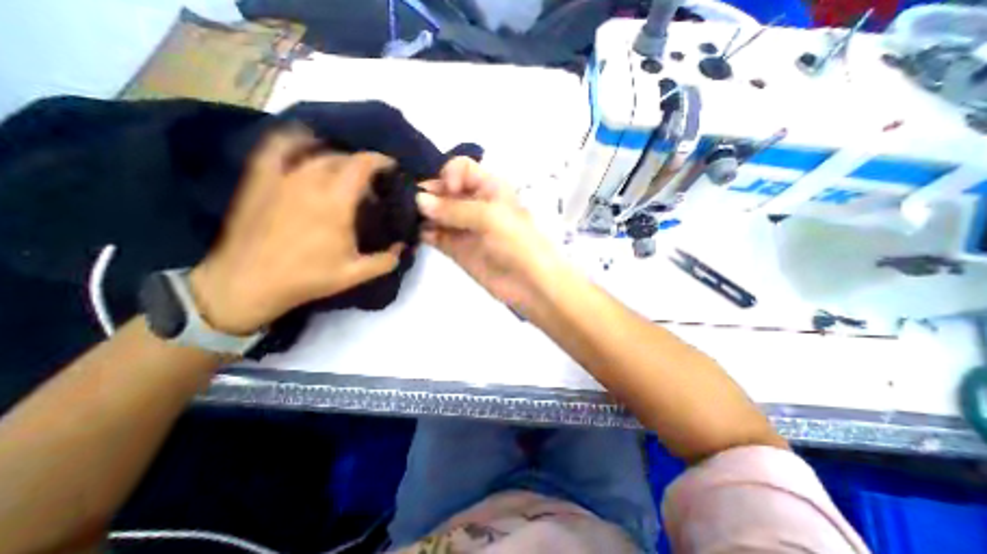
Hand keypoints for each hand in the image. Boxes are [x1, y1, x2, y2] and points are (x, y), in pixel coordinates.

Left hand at [191, 131, 402, 335]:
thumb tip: (403, 247)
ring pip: (315, 153)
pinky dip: (293, 140)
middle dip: (362, 163)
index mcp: (336, 202)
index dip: (380, 161)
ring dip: (336, 156)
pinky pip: (276, 148)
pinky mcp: (260, 180)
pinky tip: (304, 143)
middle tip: (372, 179)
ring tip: (345, 167)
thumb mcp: (355, 275)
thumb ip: (386, 261)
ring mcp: (281, 178)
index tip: (391, 167)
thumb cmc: (307, 278)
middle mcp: (310, 182)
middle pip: (341, 158)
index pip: (362, 166)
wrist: (248, 283)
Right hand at [417, 155, 562, 311]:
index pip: (461, 168)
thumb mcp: (490, 217)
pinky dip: (424, 232)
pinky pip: (436, 235)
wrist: (531, 284)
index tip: (445, 191)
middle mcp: (475, 204)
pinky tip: (416, 233)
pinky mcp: (457, 248)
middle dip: (428, 194)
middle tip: (410, 204)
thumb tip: (418, 200)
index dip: (449, 175)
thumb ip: (454, 208)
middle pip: (444, 190)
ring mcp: (465, 227)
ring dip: (422, 213)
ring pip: (437, 213)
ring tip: (406, 217)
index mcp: (490, 188)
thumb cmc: (517, 243)